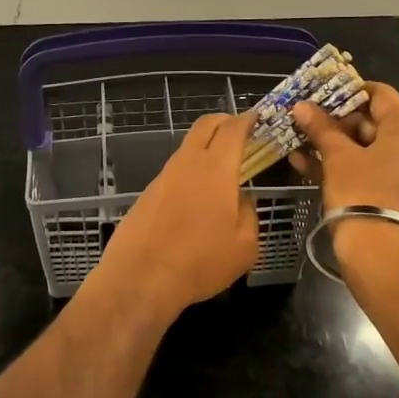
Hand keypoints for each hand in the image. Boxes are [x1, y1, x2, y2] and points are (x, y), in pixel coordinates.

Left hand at [91, 112, 259, 322]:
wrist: (140, 278)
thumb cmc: (200, 262)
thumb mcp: (245, 246)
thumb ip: (249, 214)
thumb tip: (242, 200)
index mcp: (216, 168)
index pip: (233, 128)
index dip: (248, 120)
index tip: (258, 119)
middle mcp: (187, 163)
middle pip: (204, 126)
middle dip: (225, 122)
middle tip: (241, 133)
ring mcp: (163, 177)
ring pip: (187, 149)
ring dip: (206, 150)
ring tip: (222, 172)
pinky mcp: (147, 194)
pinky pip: (174, 173)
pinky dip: (190, 173)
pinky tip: (196, 200)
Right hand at [291, 83, 398, 223]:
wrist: (380, 252)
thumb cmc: (361, 193)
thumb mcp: (337, 157)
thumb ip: (321, 127)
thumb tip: (302, 106)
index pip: (381, 94)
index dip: (349, 92)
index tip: (321, 96)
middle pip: (376, 121)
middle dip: (338, 122)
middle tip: (307, 123)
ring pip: (370, 148)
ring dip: (337, 144)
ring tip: (301, 143)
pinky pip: (373, 168)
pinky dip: (347, 164)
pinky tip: (309, 164)